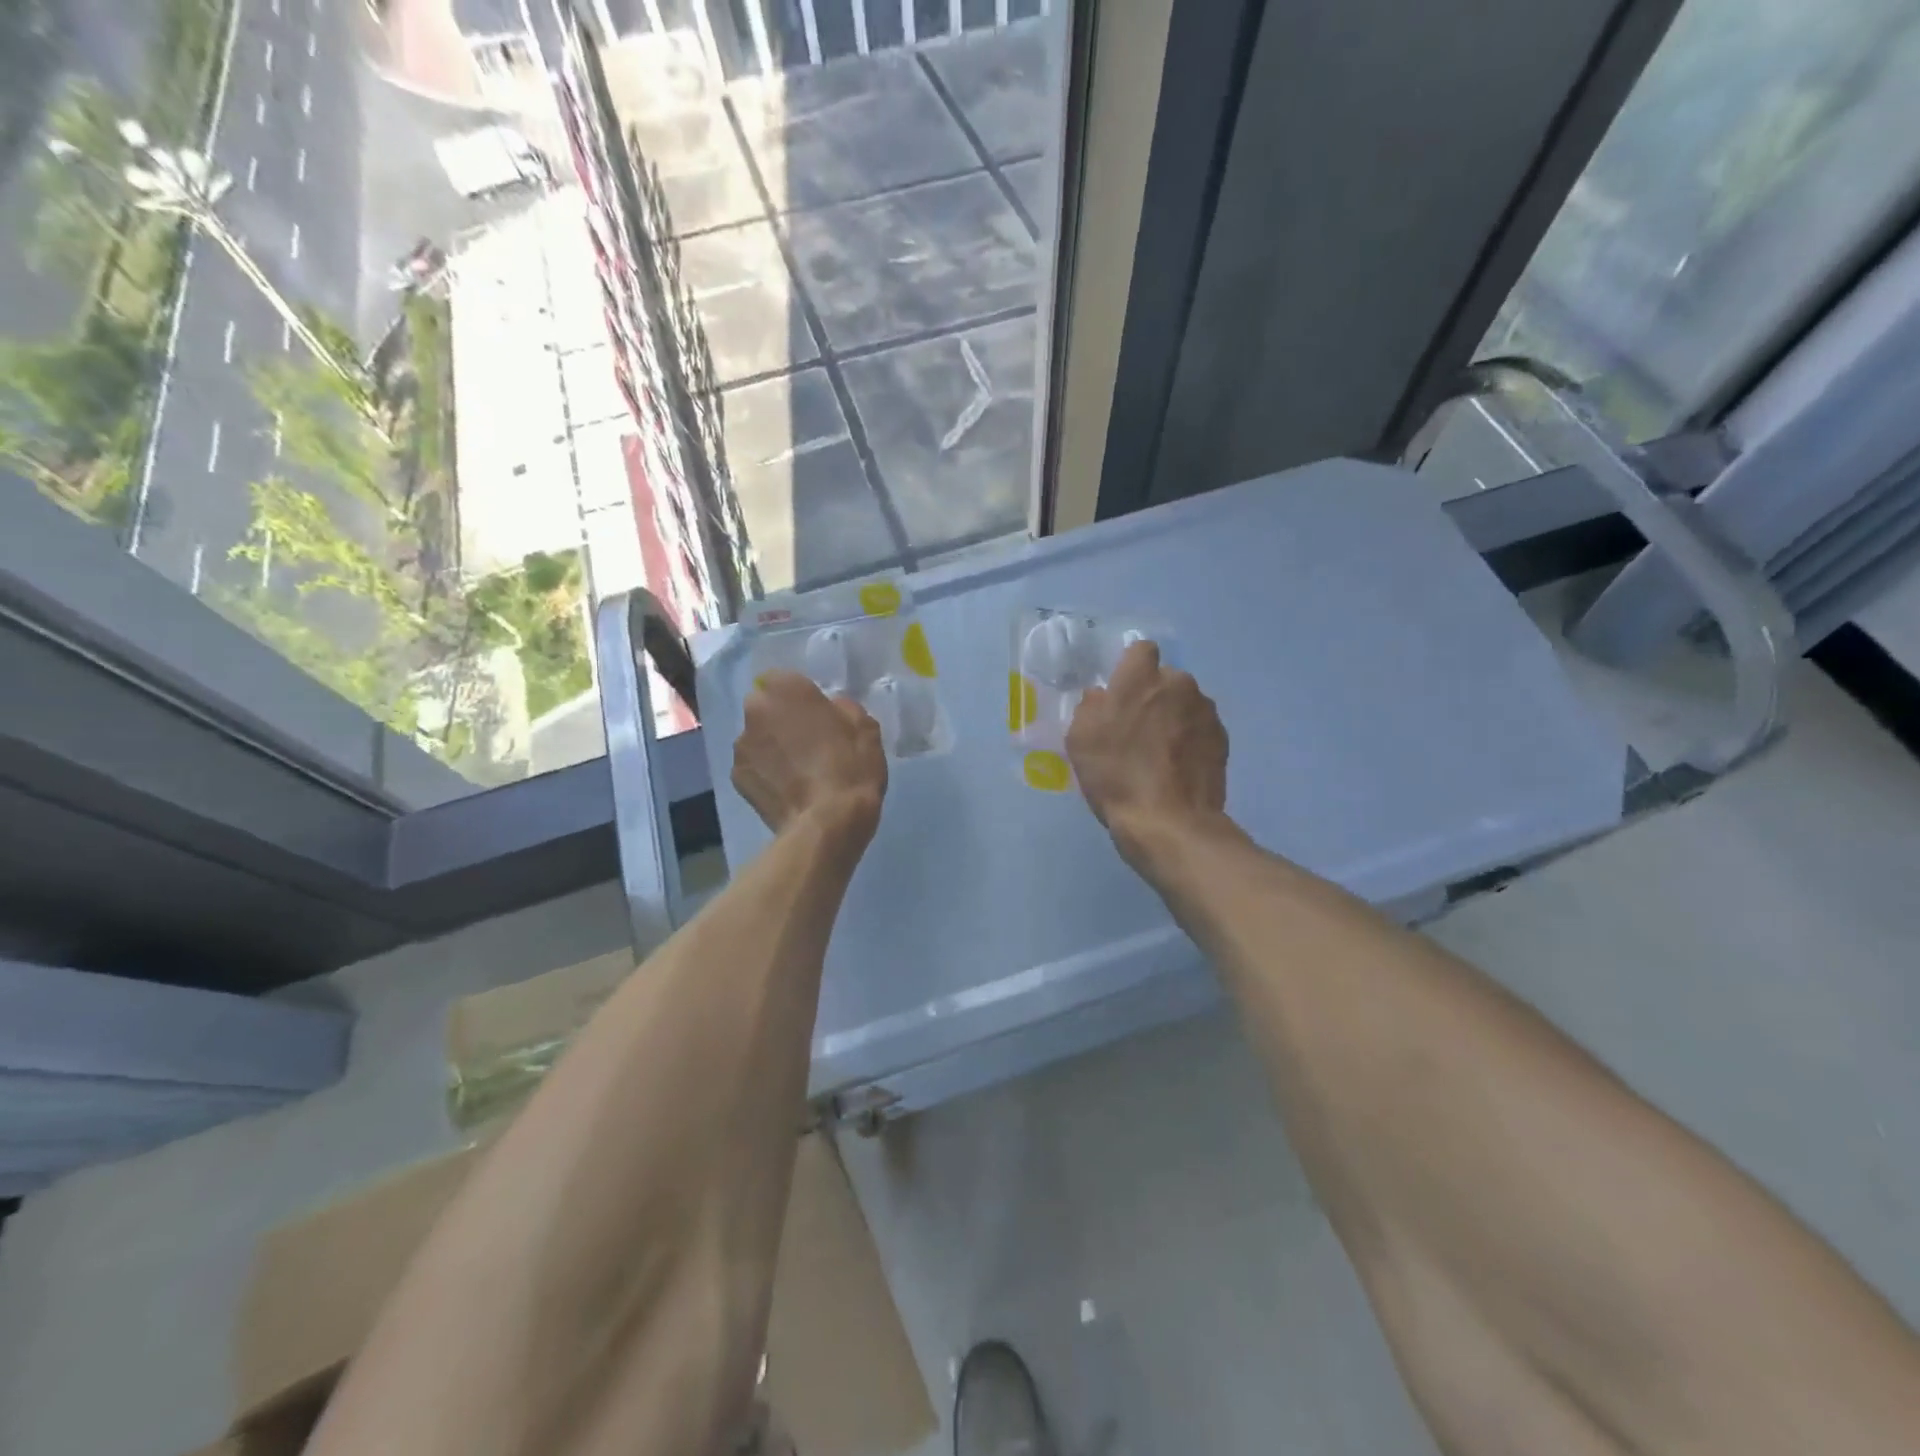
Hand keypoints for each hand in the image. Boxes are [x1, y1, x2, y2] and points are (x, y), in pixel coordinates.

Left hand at [733, 671, 886, 839]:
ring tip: (797, 771)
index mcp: (786, 689)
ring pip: (756, 738)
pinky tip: (787, 789)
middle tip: (806, 741)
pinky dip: (766, 773)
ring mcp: (741, 745)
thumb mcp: (866, 727)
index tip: (815, 714)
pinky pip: (753, 766)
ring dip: (771, 747)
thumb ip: (842, 708)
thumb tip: (830, 709)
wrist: (827, 823)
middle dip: (780, 719)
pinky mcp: (736, 778)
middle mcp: (755, 710)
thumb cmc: (851, 767)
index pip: (781, 679)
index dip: (797, 696)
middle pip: (764, 707)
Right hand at [1067, 641, 1227, 853]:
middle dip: (1153, 695)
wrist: (1169, 822)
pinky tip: (1177, 768)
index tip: (1121, 693)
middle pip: (1165, 679)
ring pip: (1185, 704)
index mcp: (1142, 677)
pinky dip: (1190, 741)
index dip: (1130, 668)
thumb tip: (1102, 696)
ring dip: (1174, 718)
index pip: (1141, 650)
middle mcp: (1179, 684)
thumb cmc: (1117, 775)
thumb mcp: (1080, 739)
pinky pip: (1200, 729)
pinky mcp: (1222, 739)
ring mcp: (1206, 711)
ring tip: (1160, 753)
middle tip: (1137, 729)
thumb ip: (1091, 706)